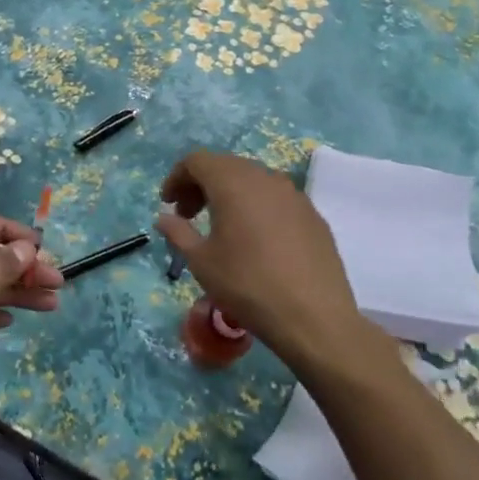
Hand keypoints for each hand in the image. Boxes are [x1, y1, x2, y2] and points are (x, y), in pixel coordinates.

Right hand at [156, 149, 380, 373]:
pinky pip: (276, 199)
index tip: (168, 204)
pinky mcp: (313, 215)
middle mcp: (265, 178)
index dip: (177, 178)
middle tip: (188, 215)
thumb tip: (164, 218)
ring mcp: (294, 195)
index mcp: (233, 183)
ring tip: (221, 226)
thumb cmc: (248, 285)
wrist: (314, 318)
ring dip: (230, 194)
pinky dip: (256, 207)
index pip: (197, 161)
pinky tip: (255, 239)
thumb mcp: (201, 261)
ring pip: (253, 180)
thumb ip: (178, 232)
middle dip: (201, 185)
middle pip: (225, 166)